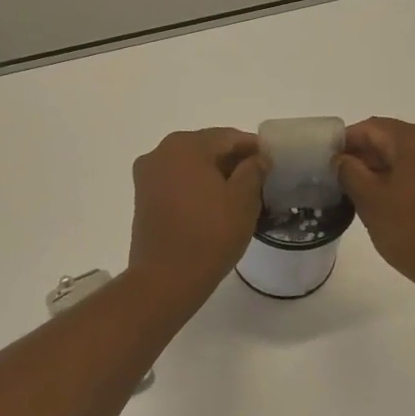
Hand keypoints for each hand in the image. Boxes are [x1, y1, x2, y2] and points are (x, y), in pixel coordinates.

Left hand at [127, 128, 266, 304]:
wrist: (166, 278)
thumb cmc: (210, 234)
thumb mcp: (244, 200)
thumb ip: (254, 170)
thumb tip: (257, 158)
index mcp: (186, 145)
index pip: (228, 137)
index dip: (253, 148)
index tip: (272, 162)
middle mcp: (161, 151)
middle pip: (206, 148)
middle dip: (232, 161)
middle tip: (259, 180)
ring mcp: (148, 175)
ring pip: (189, 165)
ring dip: (213, 174)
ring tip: (238, 195)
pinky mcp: (142, 197)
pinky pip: (176, 182)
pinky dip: (195, 187)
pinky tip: (213, 205)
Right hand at [336, 118, 414, 302]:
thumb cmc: (414, 234)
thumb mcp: (370, 202)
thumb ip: (349, 171)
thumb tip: (341, 158)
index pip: (372, 128)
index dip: (346, 141)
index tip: (328, 161)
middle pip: (395, 137)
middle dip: (368, 154)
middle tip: (343, 179)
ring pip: (414, 153)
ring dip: (389, 166)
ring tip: (366, 192)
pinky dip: (410, 176)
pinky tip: (396, 199)